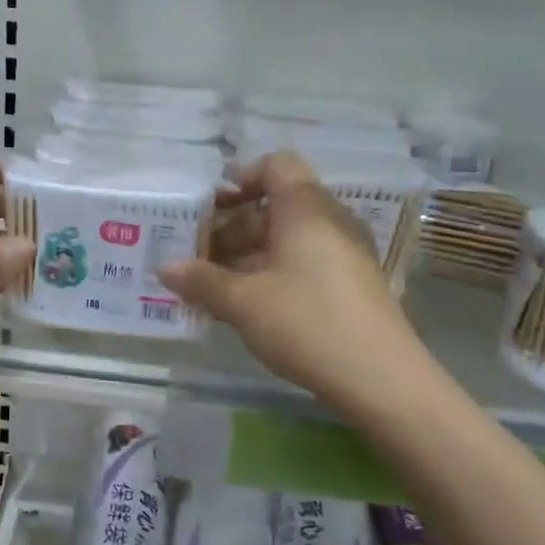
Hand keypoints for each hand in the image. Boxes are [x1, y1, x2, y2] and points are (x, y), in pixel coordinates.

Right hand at [157, 153, 422, 413]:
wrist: (381, 378)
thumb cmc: (306, 323)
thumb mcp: (243, 302)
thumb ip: (201, 280)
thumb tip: (163, 266)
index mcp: (304, 209)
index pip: (276, 165)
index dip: (241, 178)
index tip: (211, 207)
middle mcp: (329, 220)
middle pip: (277, 203)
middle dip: (234, 225)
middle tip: (200, 254)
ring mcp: (345, 252)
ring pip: (289, 236)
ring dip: (250, 253)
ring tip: (215, 285)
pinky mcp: (352, 282)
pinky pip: (305, 260)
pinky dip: (274, 271)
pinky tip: (249, 305)